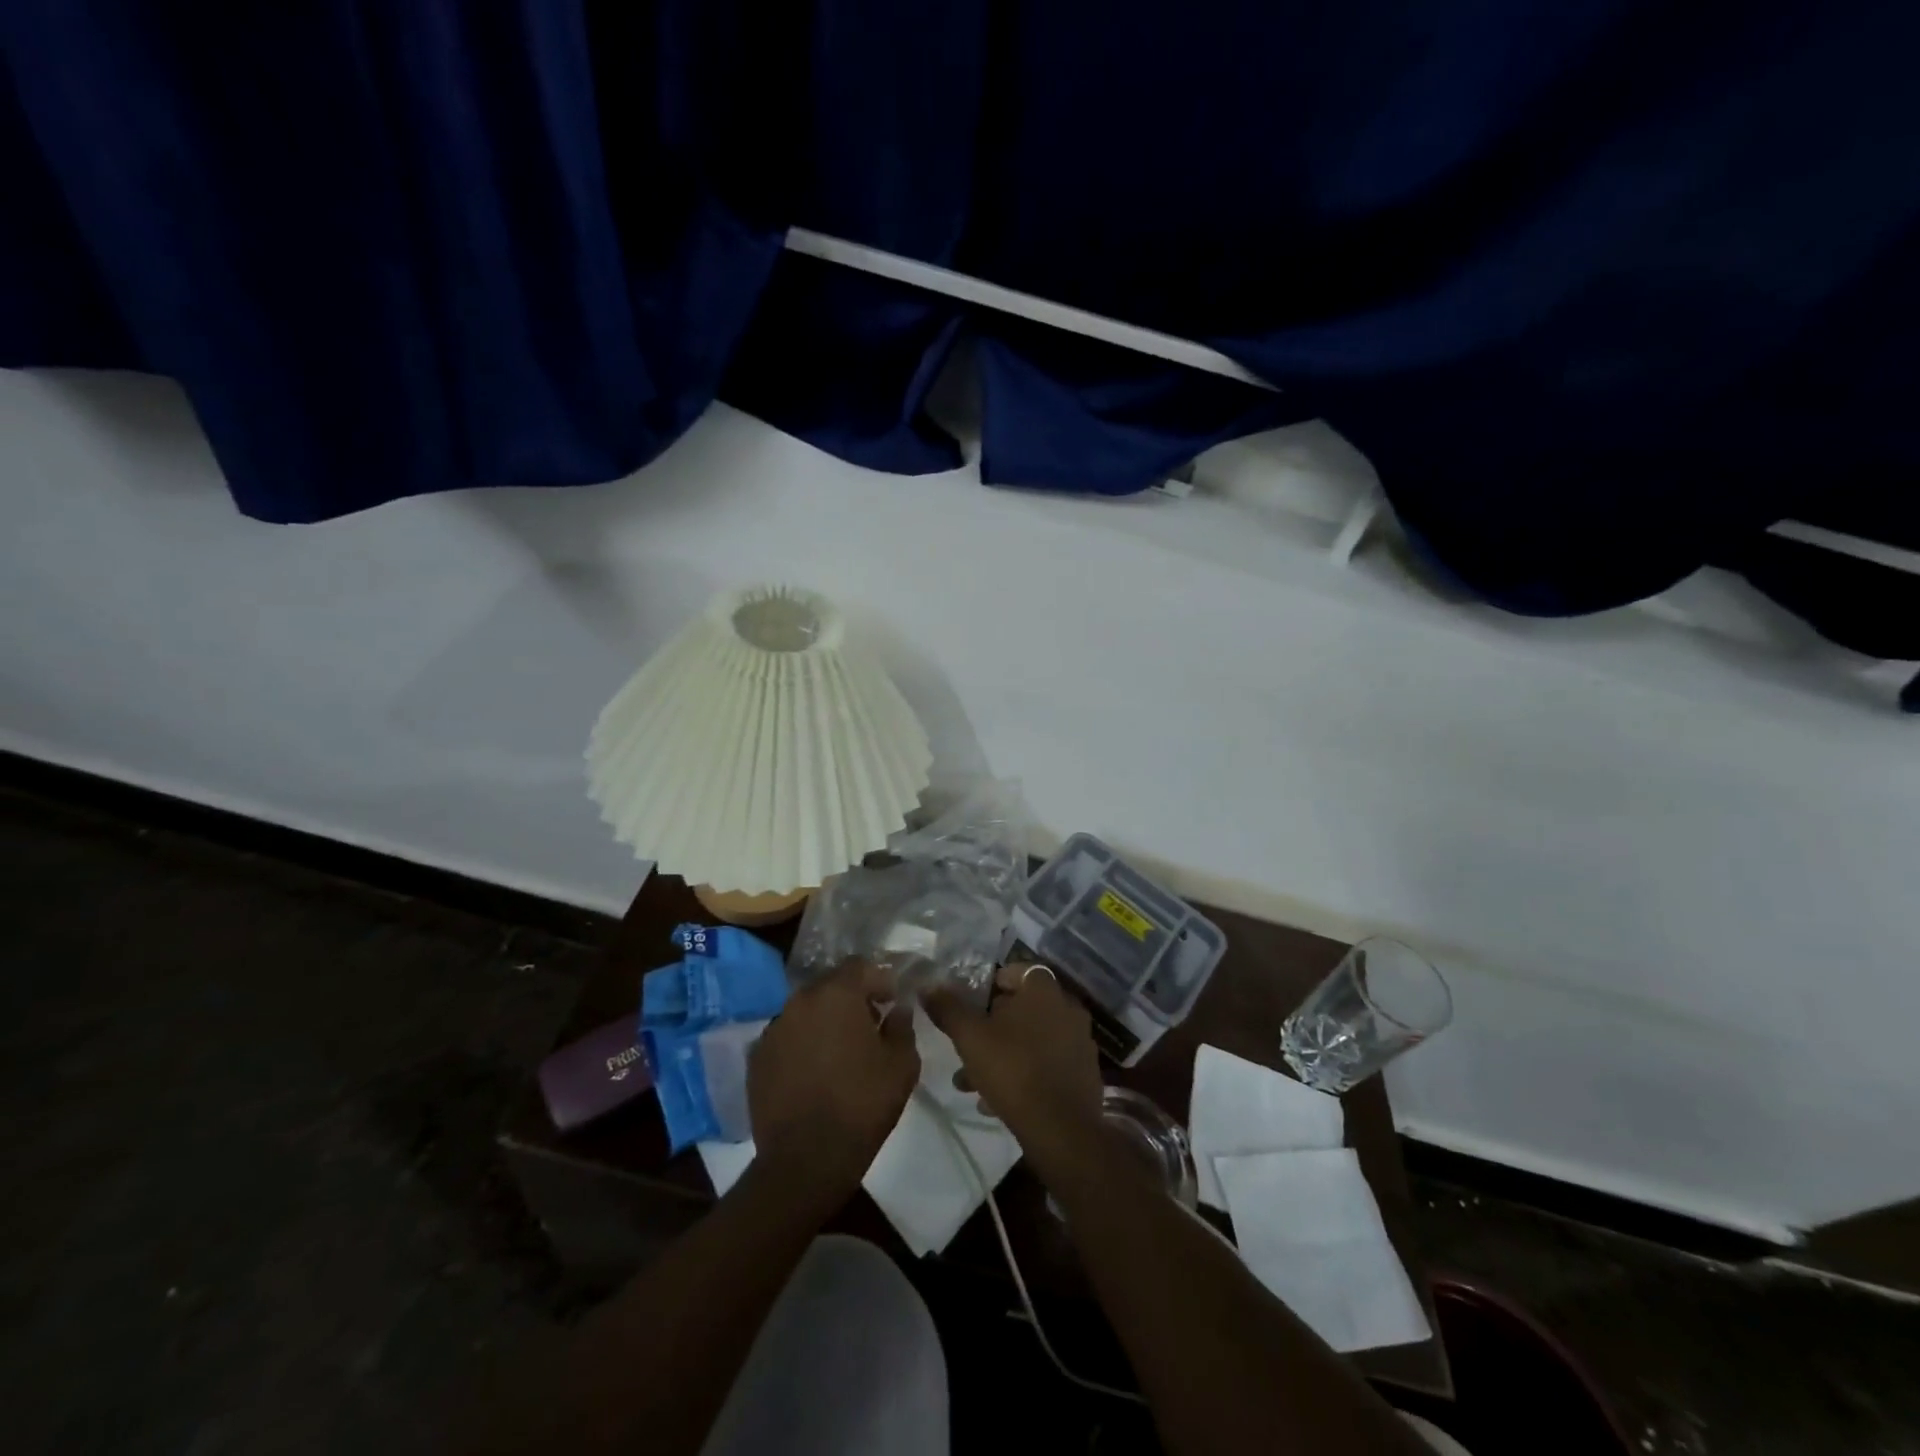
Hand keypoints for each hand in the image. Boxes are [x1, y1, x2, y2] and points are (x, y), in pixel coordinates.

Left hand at [747, 961, 919, 1204]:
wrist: (805, 1161)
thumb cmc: (861, 1106)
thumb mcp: (901, 1065)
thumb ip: (902, 1026)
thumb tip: (897, 1010)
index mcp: (836, 995)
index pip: (860, 966)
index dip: (879, 979)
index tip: (891, 1002)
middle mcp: (799, 1001)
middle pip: (830, 985)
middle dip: (851, 998)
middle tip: (869, 1025)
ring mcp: (773, 1029)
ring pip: (806, 1011)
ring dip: (824, 1021)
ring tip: (840, 1051)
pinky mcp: (756, 1058)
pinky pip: (787, 1037)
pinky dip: (802, 1044)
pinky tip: (813, 1072)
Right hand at [925, 962, 1104, 1169]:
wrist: (1061, 1129)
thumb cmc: (1013, 1069)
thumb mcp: (970, 1037)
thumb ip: (948, 1008)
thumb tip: (928, 986)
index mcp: (1044, 991)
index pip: (1017, 971)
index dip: (991, 984)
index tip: (971, 1004)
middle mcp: (1067, 1008)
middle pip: (1022, 1008)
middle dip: (990, 1027)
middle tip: (967, 1046)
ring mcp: (1078, 1041)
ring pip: (1031, 1040)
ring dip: (1002, 1054)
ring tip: (970, 1083)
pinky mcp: (1082, 1073)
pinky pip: (1046, 1064)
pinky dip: (1022, 1073)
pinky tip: (995, 1102)